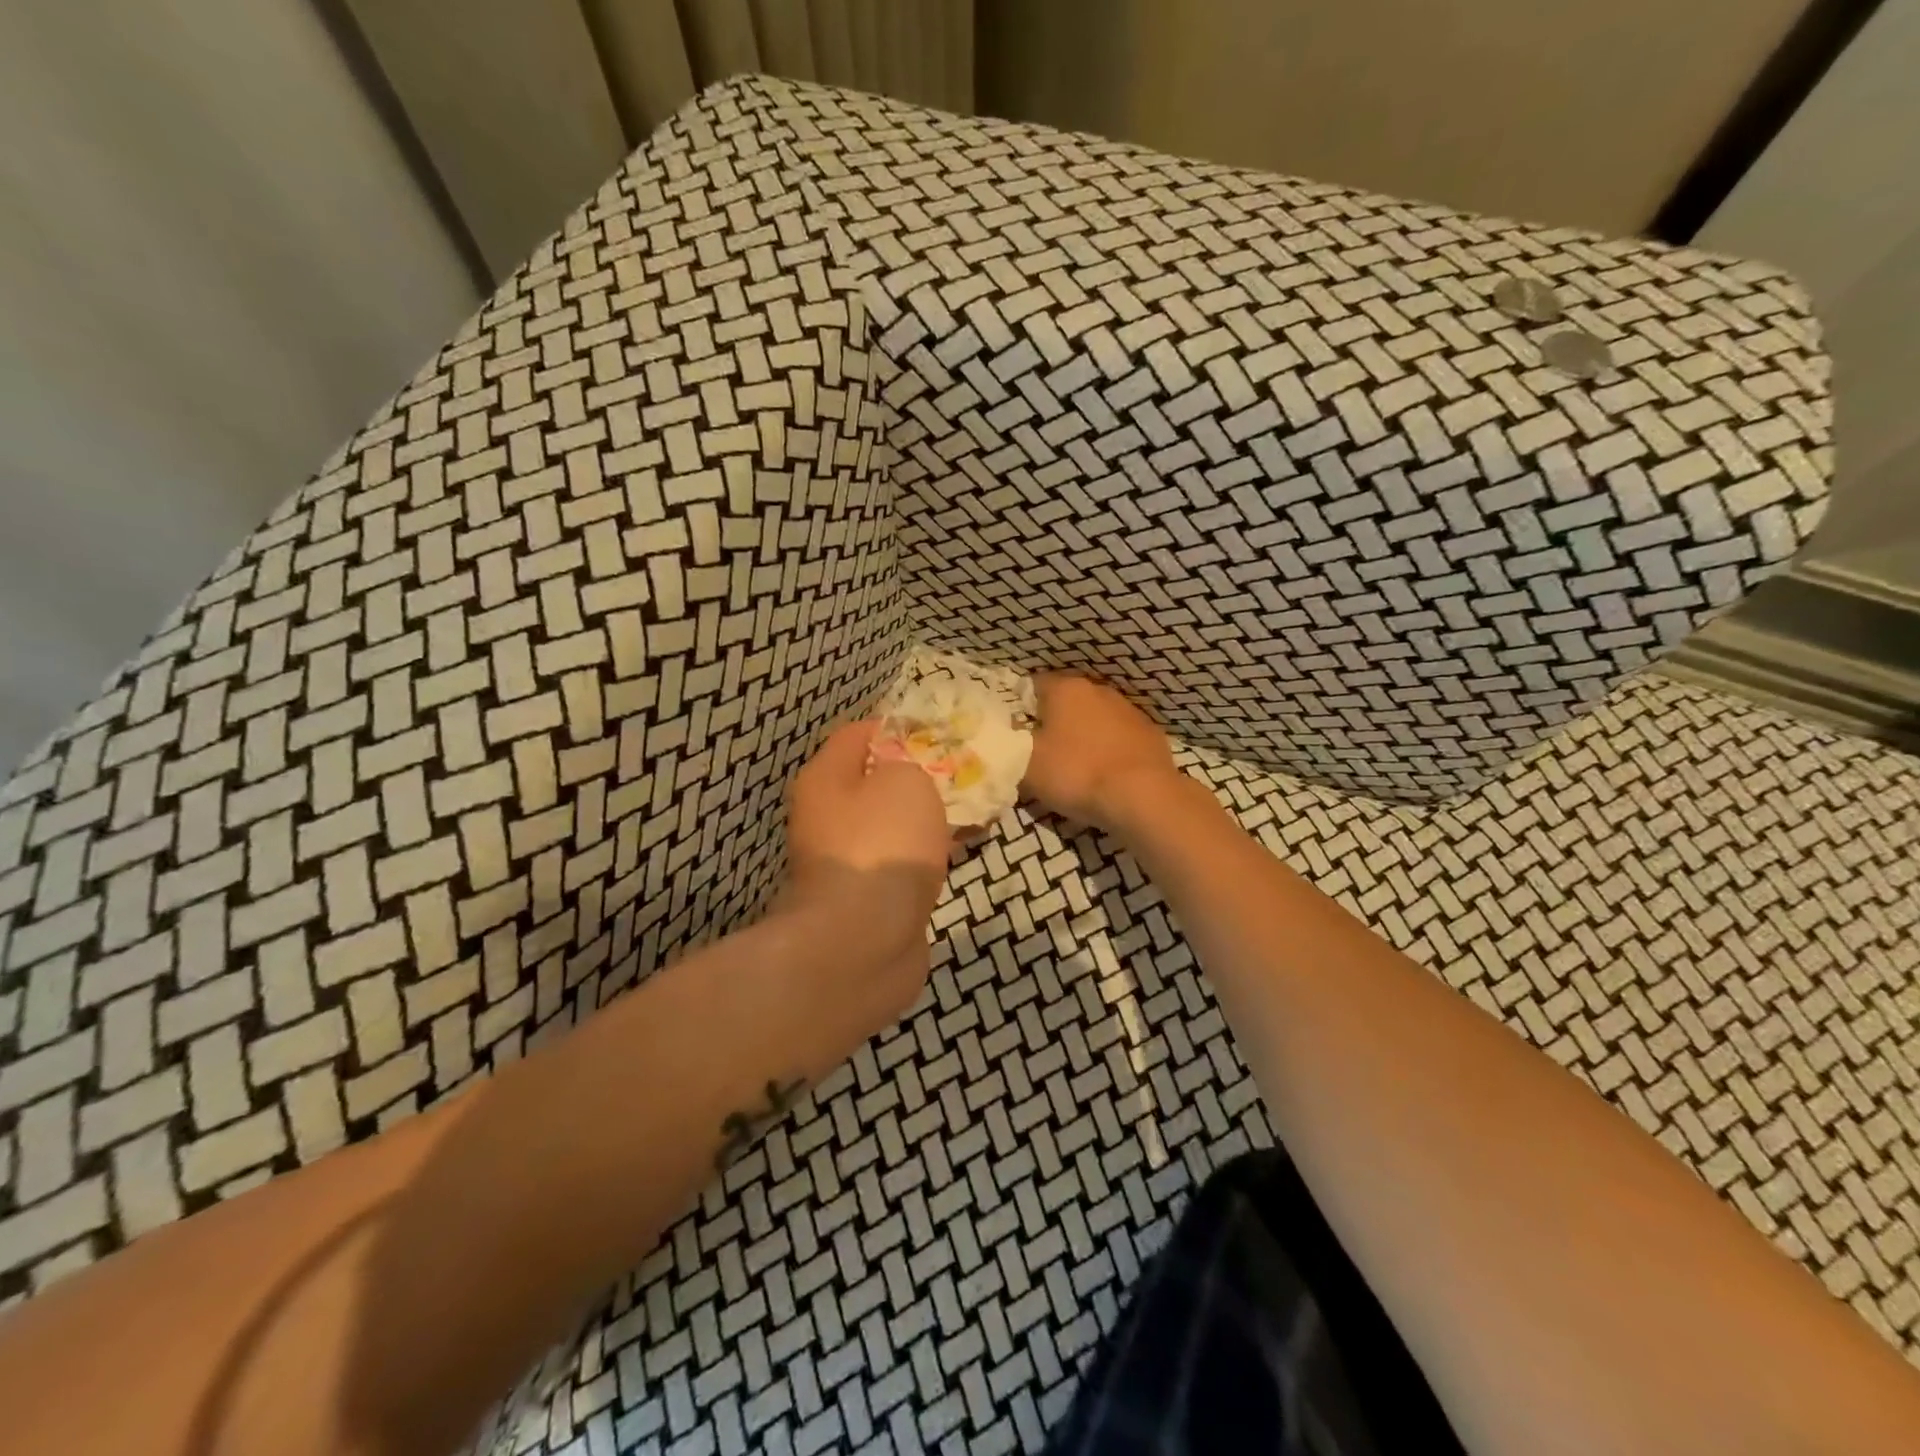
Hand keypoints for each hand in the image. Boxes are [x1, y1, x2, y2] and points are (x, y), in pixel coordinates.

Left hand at [783, 720, 949, 974]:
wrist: (864, 940)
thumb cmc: (882, 844)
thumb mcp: (905, 779)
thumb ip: (911, 763)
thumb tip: (906, 773)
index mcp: (826, 779)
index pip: (858, 734)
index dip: (899, 728)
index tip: (941, 734)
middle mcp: (827, 816)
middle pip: (876, 781)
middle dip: (920, 775)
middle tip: (964, 773)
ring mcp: (846, 859)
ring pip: (893, 823)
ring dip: (928, 817)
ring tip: (973, 810)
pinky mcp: (867, 896)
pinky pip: (903, 859)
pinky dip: (929, 852)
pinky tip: (963, 849)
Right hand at [1022, 674, 1181, 831]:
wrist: (1143, 797)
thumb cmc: (1076, 773)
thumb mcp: (1026, 764)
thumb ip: (1011, 744)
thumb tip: (1009, 734)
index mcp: (1065, 688)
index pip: (1032, 685)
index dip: (1020, 708)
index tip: (1016, 733)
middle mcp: (1098, 690)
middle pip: (1065, 701)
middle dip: (1053, 721)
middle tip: (1041, 752)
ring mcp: (1129, 710)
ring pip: (1095, 718)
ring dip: (1083, 734)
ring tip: (1075, 766)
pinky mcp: (1151, 734)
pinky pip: (1119, 737)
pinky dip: (1109, 749)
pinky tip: (1105, 774)